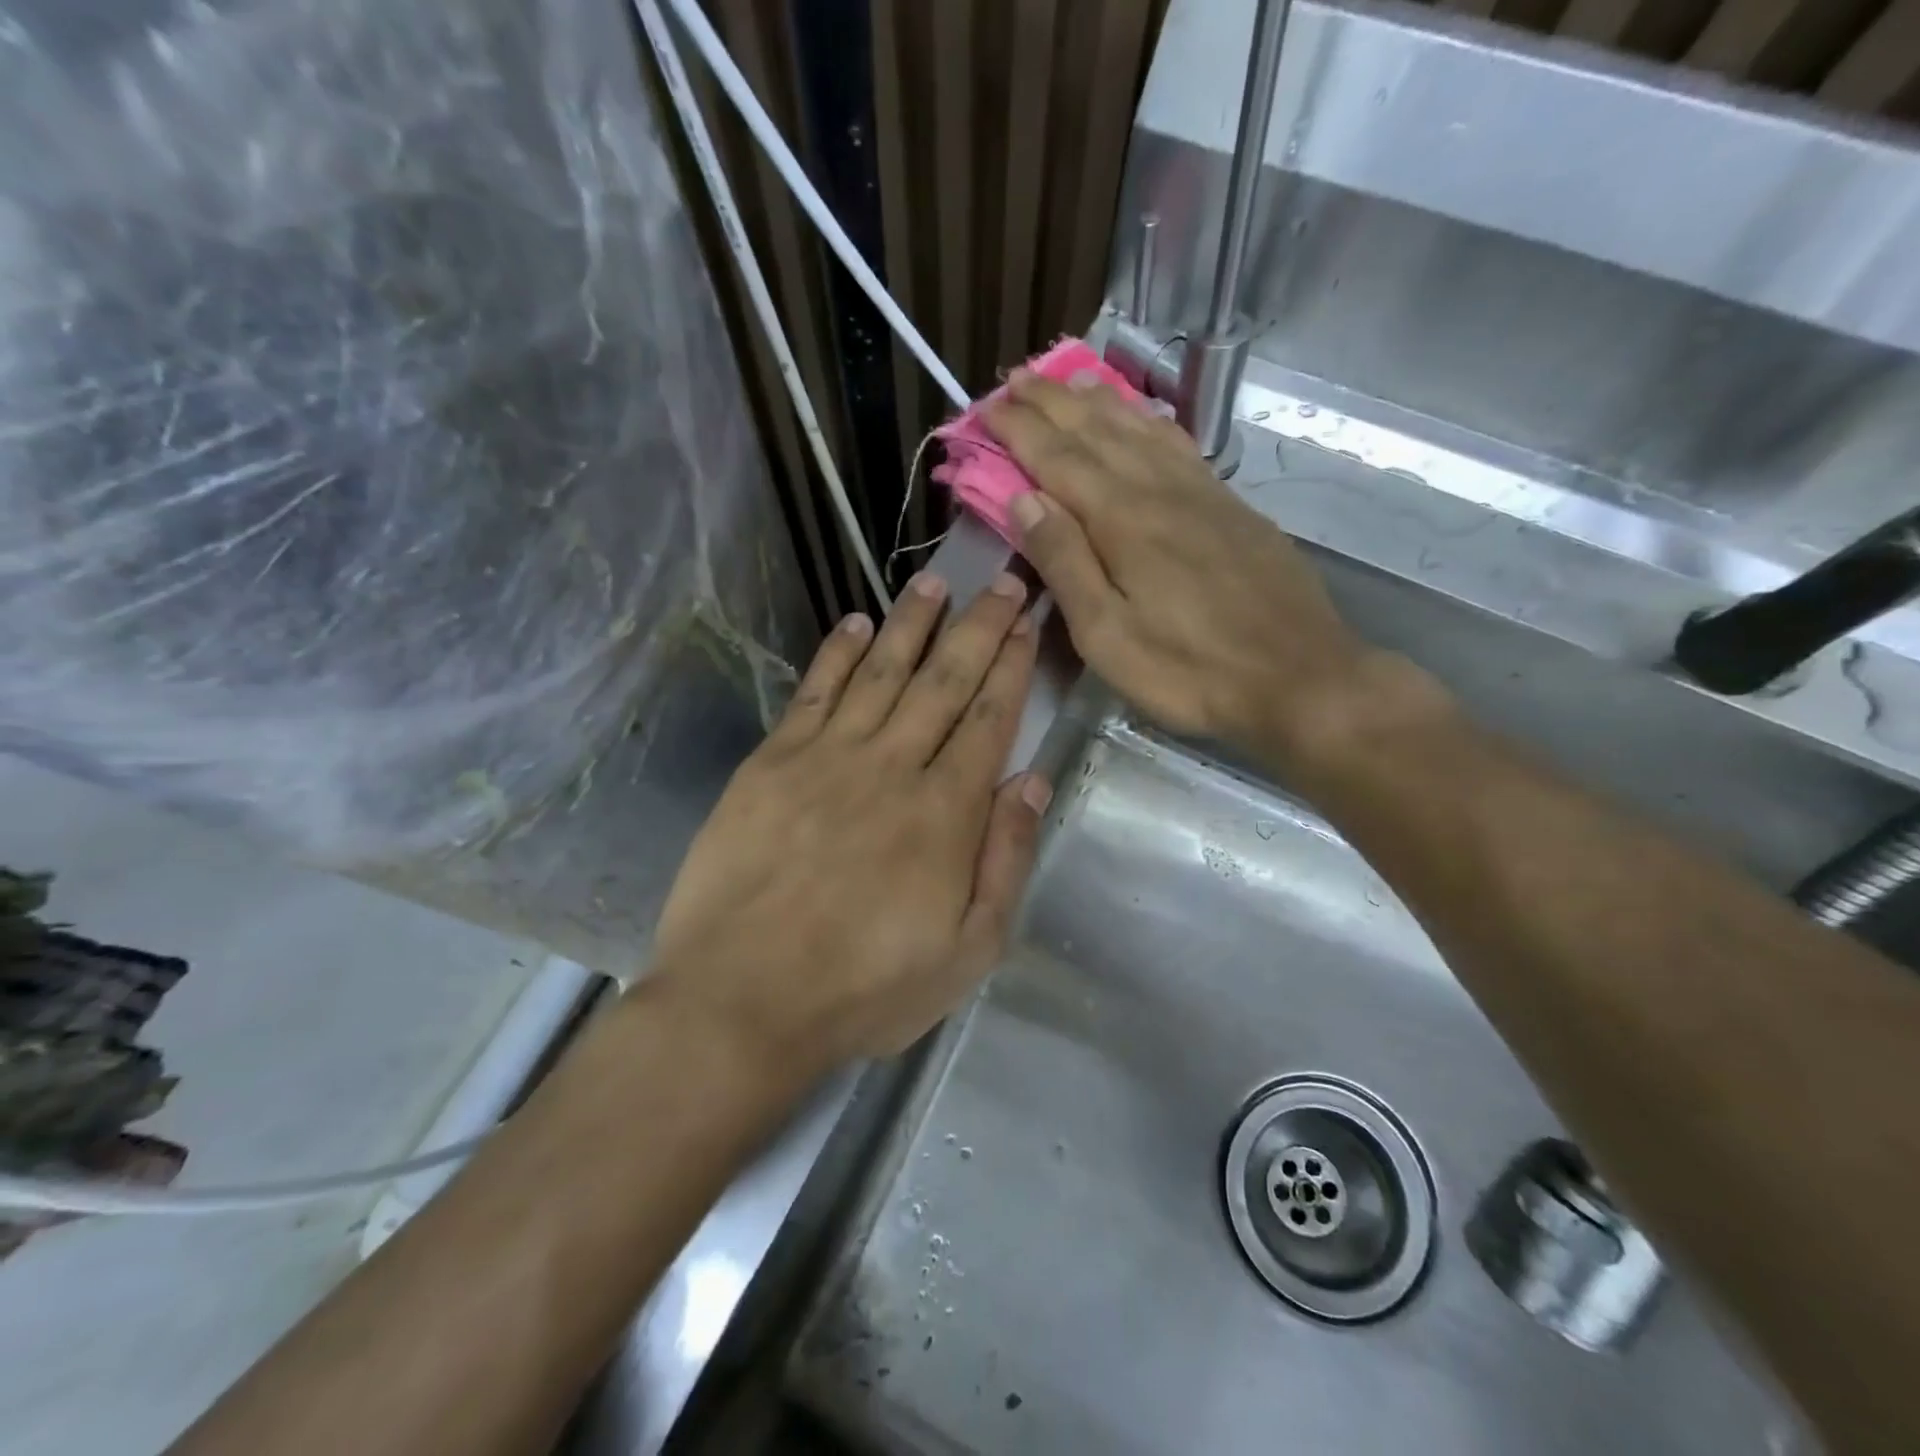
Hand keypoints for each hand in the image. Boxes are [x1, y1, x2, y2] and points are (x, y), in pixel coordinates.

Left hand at [649, 572, 1050, 1076]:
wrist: (742, 1001)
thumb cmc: (865, 989)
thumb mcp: (967, 951)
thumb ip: (1004, 860)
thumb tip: (1031, 781)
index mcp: (945, 812)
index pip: (989, 719)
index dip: (1011, 666)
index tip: (1027, 623)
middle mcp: (892, 767)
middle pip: (944, 681)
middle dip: (979, 628)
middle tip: (1003, 581)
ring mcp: (827, 758)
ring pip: (881, 672)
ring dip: (912, 623)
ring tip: (937, 582)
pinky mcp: (772, 763)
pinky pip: (814, 692)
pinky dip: (837, 653)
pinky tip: (855, 622)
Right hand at [982, 372, 1377, 763]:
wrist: (1298, 677)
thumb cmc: (1189, 671)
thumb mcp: (1107, 635)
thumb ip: (1065, 562)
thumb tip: (1023, 500)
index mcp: (1122, 520)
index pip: (1058, 459)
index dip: (1020, 431)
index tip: (987, 407)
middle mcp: (1159, 490)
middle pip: (1097, 431)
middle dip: (1051, 403)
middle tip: (1016, 379)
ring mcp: (1202, 493)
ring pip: (1140, 429)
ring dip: (1098, 401)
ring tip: (1069, 380)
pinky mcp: (1231, 506)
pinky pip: (1179, 445)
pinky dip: (1150, 421)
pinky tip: (1142, 417)